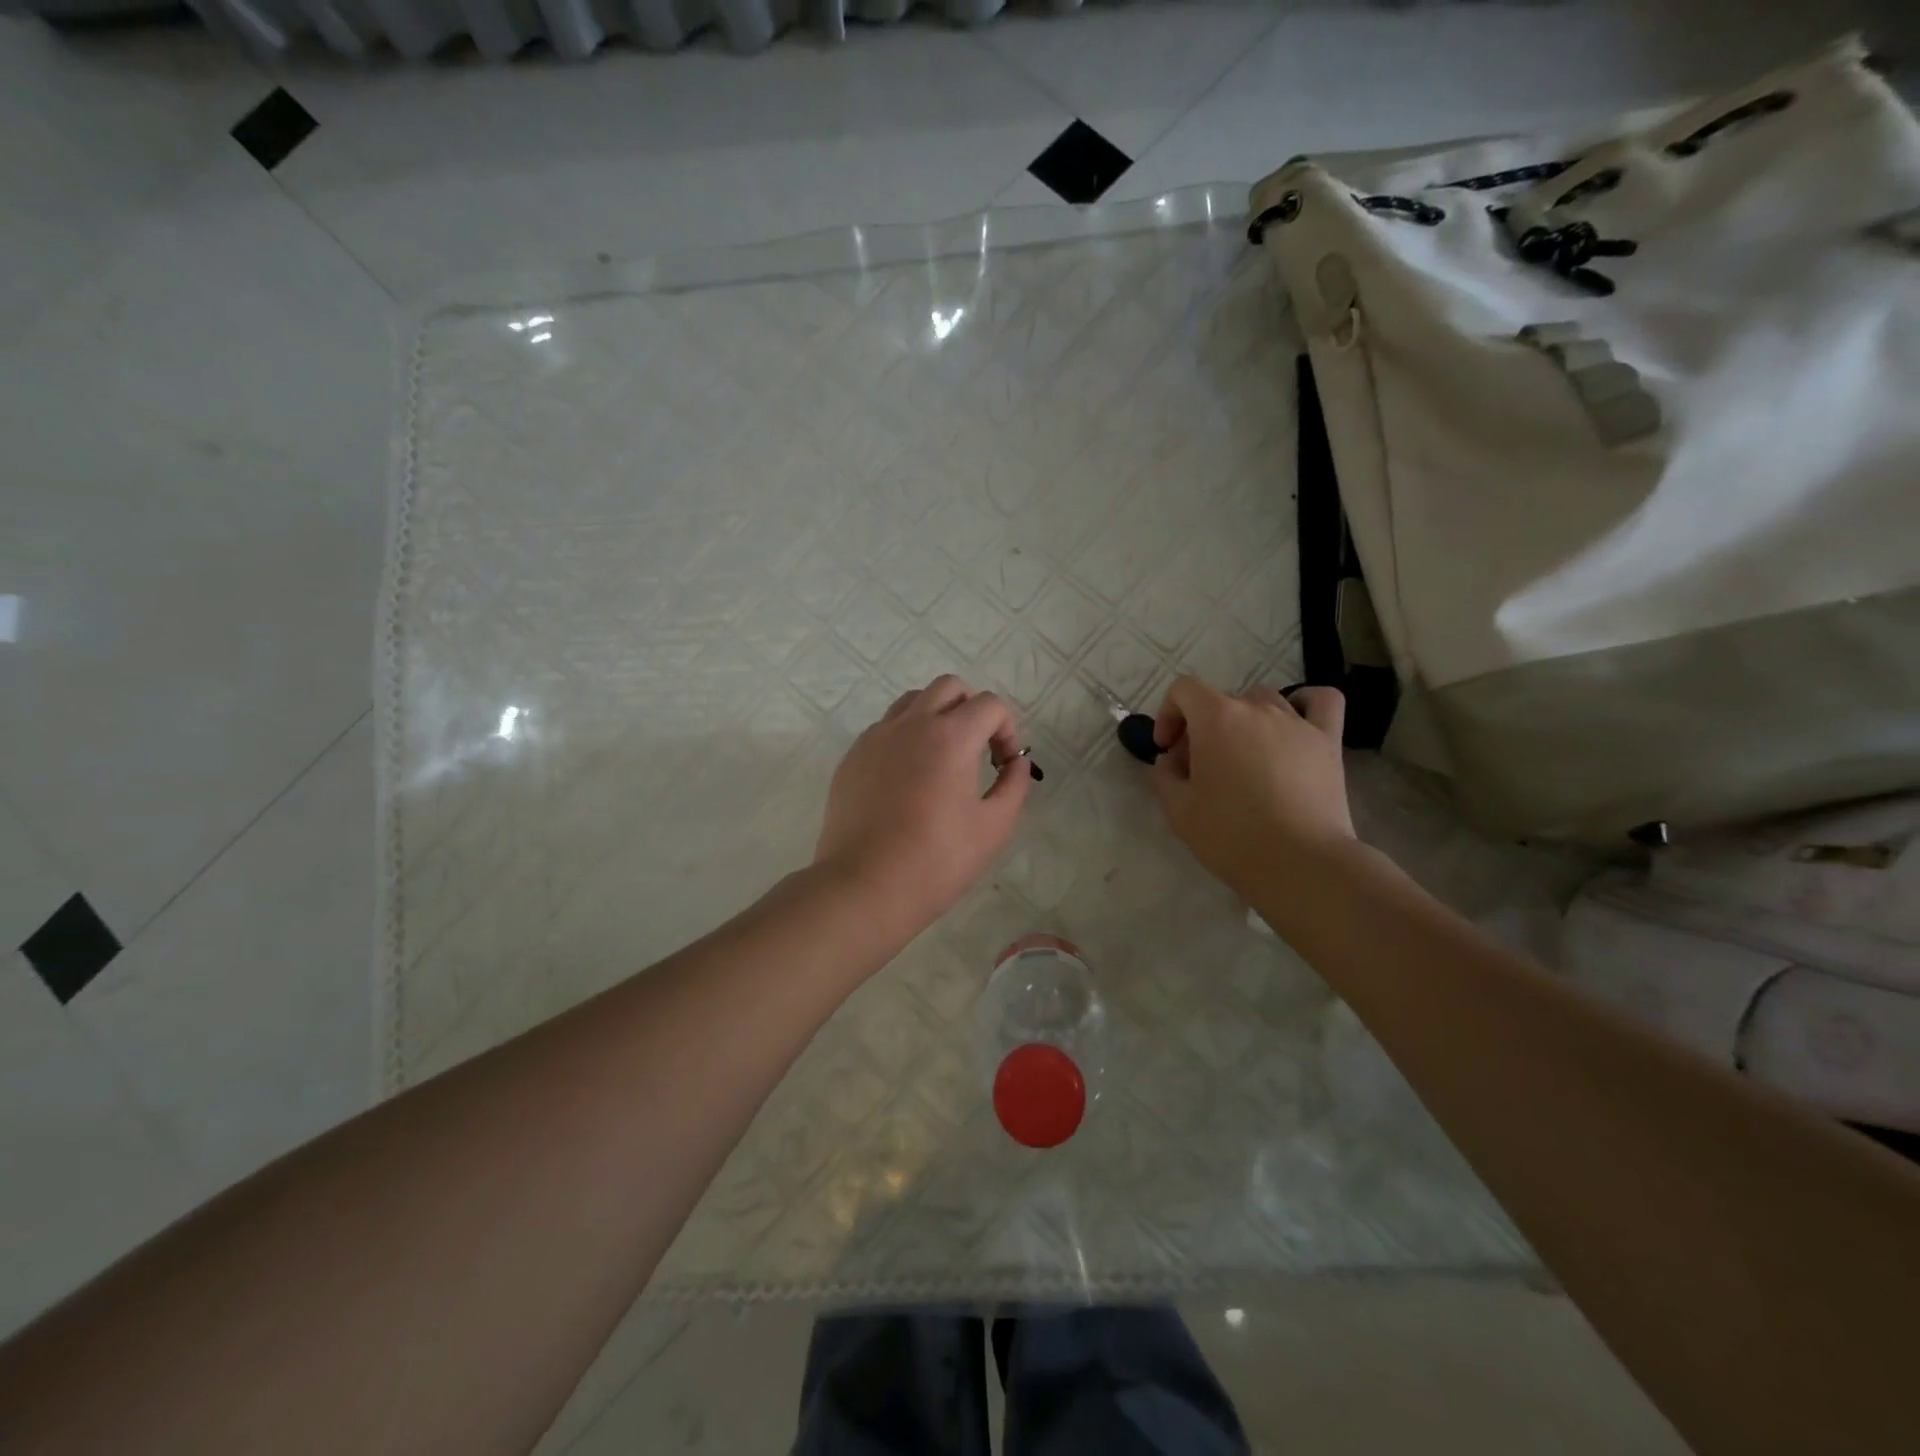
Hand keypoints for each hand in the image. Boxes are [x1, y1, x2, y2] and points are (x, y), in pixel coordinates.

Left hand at [814, 675, 1032, 935]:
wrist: (864, 886)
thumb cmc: (937, 860)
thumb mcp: (994, 826)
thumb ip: (1014, 784)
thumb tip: (1016, 762)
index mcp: (950, 736)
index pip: (989, 704)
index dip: (1007, 730)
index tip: (1003, 765)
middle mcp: (911, 724)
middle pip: (949, 687)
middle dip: (973, 709)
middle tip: (978, 750)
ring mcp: (876, 738)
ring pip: (912, 701)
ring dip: (937, 716)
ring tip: (943, 758)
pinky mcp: (852, 757)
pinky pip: (885, 728)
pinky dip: (906, 736)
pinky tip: (908, 778)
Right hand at [1149, 676, 1355, 900]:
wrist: (1299, 863)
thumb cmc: (1231, 835)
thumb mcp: (1177, 810)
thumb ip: (1164, 775)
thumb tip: (1172, 759)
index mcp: (1216, 719)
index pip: (1184, 690)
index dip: (1168, 714)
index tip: (1167, 749)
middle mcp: (1257, 709)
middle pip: (1221, 700)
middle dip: (1202, 727)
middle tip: (1200, 768)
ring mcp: (1297, 722)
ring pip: (1263, 700)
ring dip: (1245, 720)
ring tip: (1244, 755)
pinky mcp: (1328, 741)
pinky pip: (1321, 701)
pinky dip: (1305, 702)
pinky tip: (1294, 724)